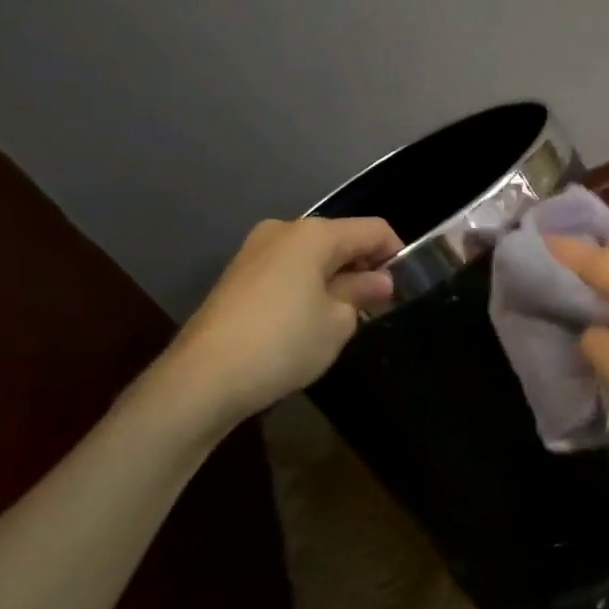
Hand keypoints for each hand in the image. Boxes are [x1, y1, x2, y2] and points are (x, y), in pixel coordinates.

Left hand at [163, 216, 400, 428]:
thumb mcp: (337, 322)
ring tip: (343, 317)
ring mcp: (255, 251)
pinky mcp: (237, 275)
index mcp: (314, 234)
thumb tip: (379, 281)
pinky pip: (288, 270)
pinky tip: (308, 321)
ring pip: (312, 255)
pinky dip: (307, 286)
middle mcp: (283, 231)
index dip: (396, 253)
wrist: (204, 378)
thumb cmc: (284, 343)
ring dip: (335, 278)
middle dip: (363, 266)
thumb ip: (361, 293)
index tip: (405, 287)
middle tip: (377, 306)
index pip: (374, 230)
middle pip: (340, 238)